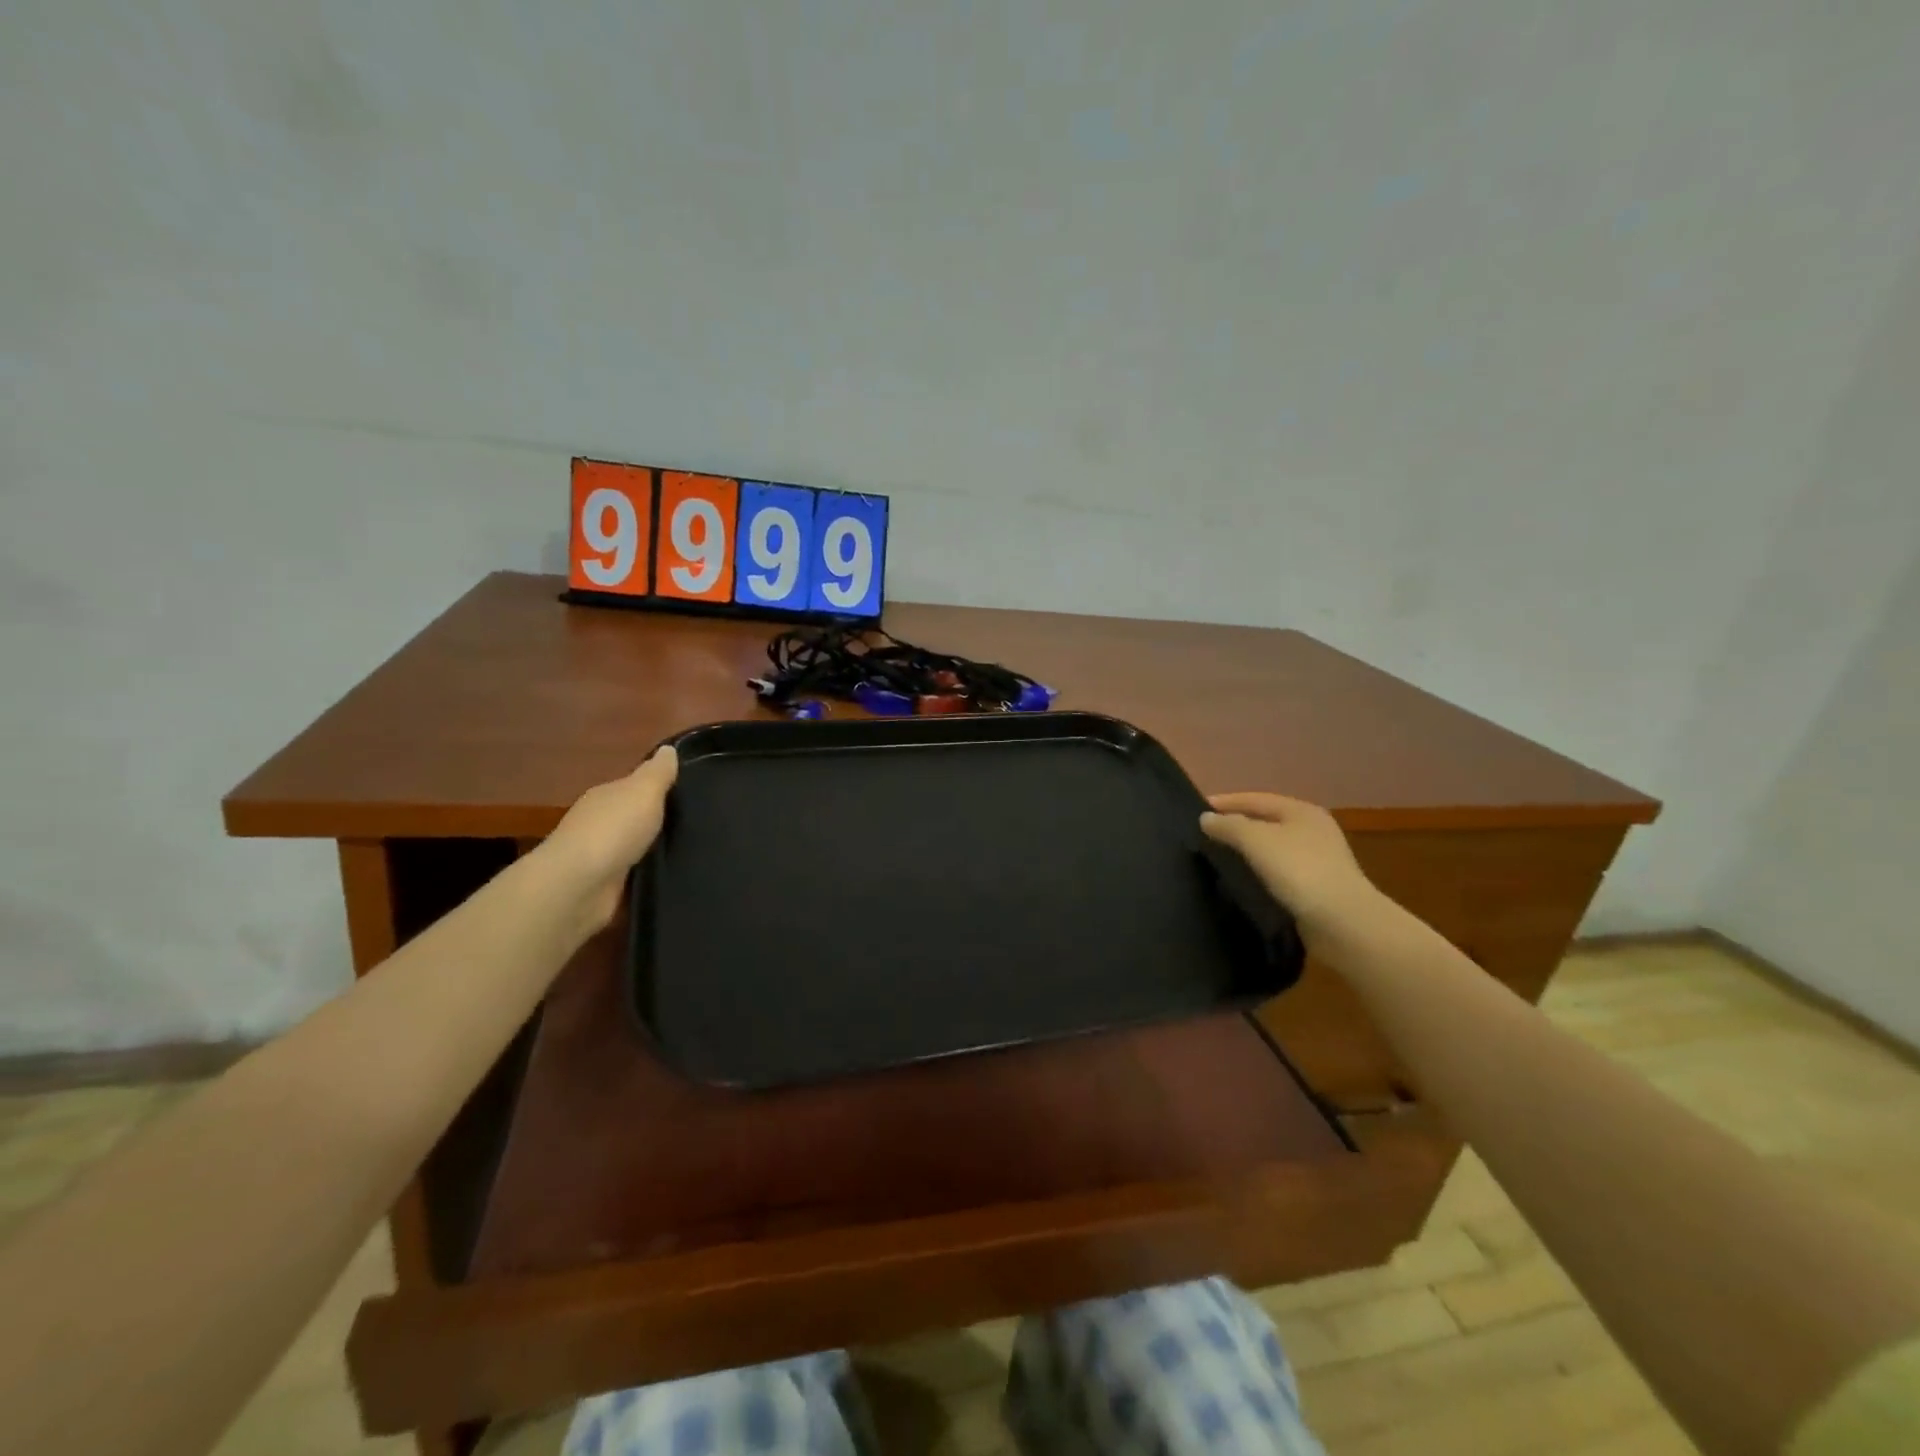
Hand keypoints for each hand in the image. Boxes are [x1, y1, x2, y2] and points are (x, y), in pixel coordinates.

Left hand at [542, 746, 678, 928]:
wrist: (579, 886)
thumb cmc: (613, 830)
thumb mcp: (643, 791)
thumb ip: (658, 772)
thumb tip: (669, 748)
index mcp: (606, 796)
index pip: (634, 787)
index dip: (660, 788)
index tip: (691, 793)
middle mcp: (599, 824)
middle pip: (634, 818)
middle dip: (659, 821)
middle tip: (700, 824)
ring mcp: (600, 858)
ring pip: (636, 849)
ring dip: (655, 851)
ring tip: (693, 853)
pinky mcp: (605, 890)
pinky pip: (635, 878)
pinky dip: (649, 877)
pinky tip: (673, 878)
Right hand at [1200, 792, 1381, 947]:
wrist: (1343, 922)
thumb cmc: (1299, 871)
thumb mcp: (1256, 841)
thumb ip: (1228, 826)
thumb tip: (1206, 818)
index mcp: (1301, 811)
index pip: (1255, 799)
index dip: (1225, 802)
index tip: (1196, 810)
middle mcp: (1313, 829)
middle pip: (1265, 821)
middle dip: (1236, 825)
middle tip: (1205, 833)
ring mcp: (1318, 859)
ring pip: (1272, 847)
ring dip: (1247, 850)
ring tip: (1219, 856)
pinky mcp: (1317, 887)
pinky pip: (1279, 871)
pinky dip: (1259, 871)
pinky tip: (1244, 880)